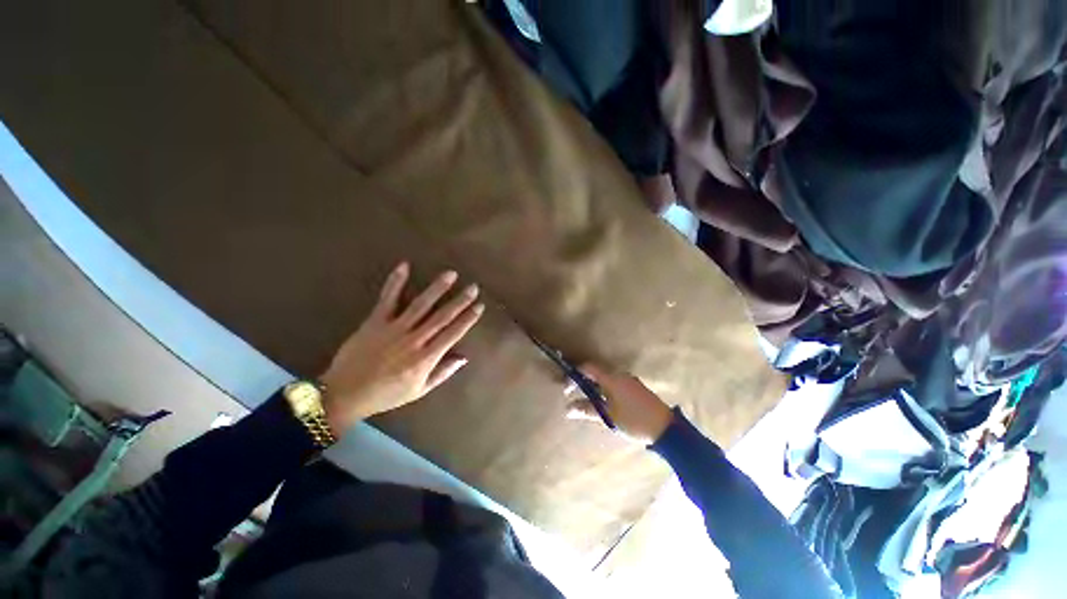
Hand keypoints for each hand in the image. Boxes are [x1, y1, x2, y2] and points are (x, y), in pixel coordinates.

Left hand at [319, 262, 483, 434]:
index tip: (479, 306)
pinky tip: (405, 266)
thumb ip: (443, 373)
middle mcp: (414, 340)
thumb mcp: (419, 390)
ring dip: (437, 288)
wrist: (345, 394)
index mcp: (425, 358)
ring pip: (420, 305)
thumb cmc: (386, 394)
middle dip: (460, 301)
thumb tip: (464, 358)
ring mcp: (394, 329)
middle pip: (441, 317)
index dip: (468, 318)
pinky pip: (388, 299)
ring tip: (451, 274)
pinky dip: (395, 282)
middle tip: (473, 287)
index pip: (453, 333)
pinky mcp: (375, 322)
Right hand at [565, 365, 674, 444]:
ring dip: (595, 388)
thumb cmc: (634, 420)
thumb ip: (587, 410)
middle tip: (574, 396)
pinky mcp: (636, 388)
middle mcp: (620, 375)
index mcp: (612, 378)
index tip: (566, 388)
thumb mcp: (608, 416)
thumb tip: (568, 409)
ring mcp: (629, 380)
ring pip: (606, 379)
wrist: (667, 428)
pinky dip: (605, 390)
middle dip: (583, 382)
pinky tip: (605, 404)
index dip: (575, 375)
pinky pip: (615, 384)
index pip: (588, 368)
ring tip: (588, 402)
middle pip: (596, 373)